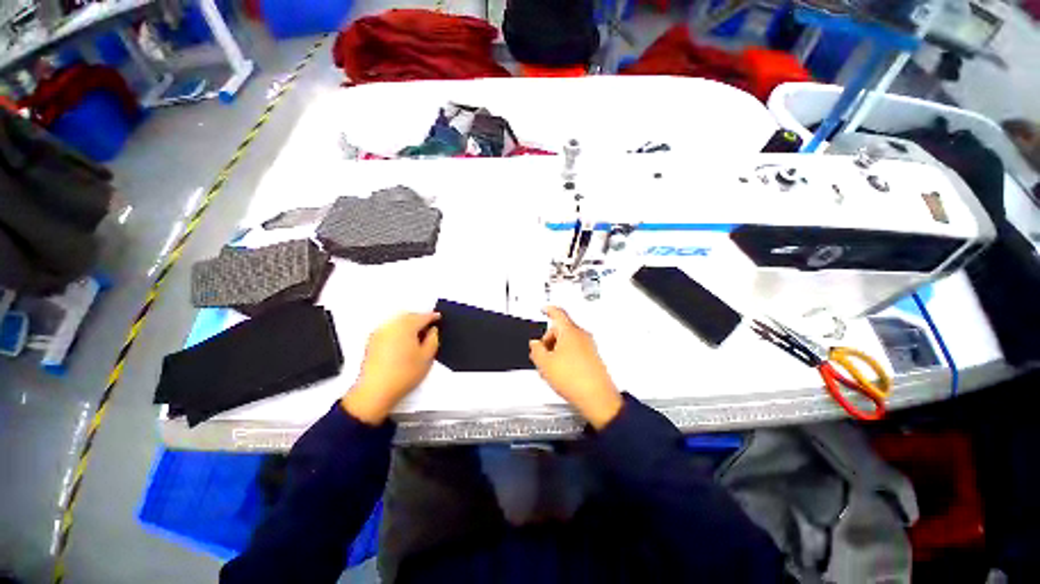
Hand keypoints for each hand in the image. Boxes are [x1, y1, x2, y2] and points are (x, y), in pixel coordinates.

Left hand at [342, 312, 439, 423]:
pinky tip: (403, 341)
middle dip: (419, 318)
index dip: (433, 316)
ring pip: (397, 321)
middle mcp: (391, 325)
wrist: (375, 391)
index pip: (422, 316)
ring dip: (408, 323)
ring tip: (417, 334)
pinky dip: (398, 330)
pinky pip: (389, 329)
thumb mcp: (427, 357)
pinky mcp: (372, 341)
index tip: (439, 317)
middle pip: (408, 316)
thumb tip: (432, 330)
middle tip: (429, 326)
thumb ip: (433, 339)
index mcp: (406, 327)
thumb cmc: (405, 373)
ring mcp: (379, 332)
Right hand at [529, 307, 622, 428]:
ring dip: (556, 350)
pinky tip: (560, 372)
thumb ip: (536, 349)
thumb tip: (535, 344)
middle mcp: (581, 336)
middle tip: (540, 352)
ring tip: (549, 367)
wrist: (597, 397)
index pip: (557, 313)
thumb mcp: (545, 364)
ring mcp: (589, 346)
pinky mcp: (592, 357)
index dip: (548, 309)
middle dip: (548, 339)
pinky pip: (575, 351)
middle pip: (561, 330)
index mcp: (569, 331)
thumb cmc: (575, 379)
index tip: (544, 308)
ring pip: (567, 341)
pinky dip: (565, 356)